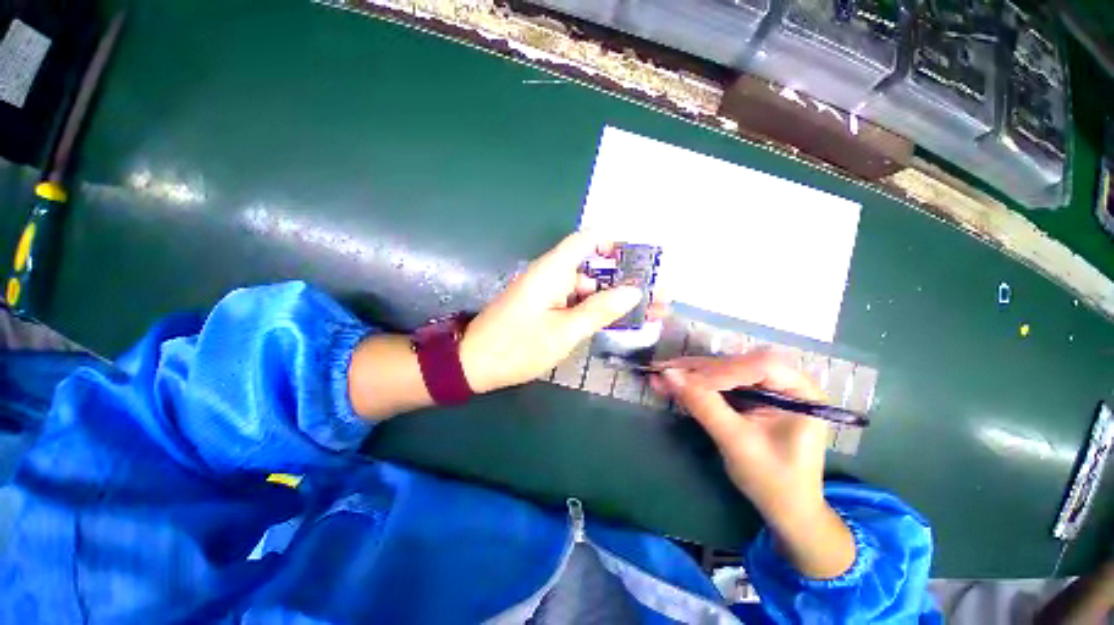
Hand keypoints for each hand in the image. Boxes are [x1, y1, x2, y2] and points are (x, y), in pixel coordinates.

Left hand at [460, 232, 645, 392]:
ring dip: (613, 301)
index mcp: (553, 270)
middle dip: (624, 282)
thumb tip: (633, 291)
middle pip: (593, 268)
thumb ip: (600, 310)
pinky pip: (575, 303)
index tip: (637, 264)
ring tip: (646, 316)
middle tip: (655, 300)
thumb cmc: (518, 346)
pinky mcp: (545, 307)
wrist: (474, 364)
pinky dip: (595, 311)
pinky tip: (616, 324)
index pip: (587, 239)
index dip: (613, 245)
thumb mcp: (565, 331)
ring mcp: (548, 292)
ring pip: (587, 289)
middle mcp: (551, 275)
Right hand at [652, 350, 855, 578]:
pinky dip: (695, 385)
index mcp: (801, 392)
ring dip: (691, 374)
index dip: (722, 370)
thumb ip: (704, 405)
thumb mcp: (737, 442)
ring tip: (662, 375)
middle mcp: (785, 383)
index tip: (686, 379)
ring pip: (724, 371)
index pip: (761, 366)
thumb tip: (668, 375)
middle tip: (664, 370)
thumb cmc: (773, 481)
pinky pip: (720, 383)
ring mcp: (766, 388)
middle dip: (699, 370)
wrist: (784, 510)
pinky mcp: (750, 396)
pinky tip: (674, 383)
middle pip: (738, 364)